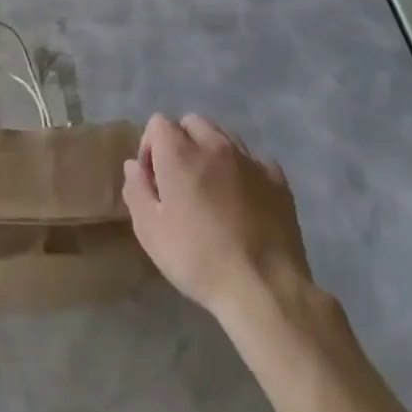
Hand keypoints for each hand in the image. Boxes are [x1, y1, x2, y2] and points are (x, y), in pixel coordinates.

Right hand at [122, 113, 318, 324]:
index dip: (150, 148)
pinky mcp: (277, 179)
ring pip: (224, 136)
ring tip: (213, 191)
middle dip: (181, 143)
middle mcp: (215, 145)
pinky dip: (243, 171)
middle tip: (181, 182)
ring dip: (212, 153)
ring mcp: (250, 159)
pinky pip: (253, 160)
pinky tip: (244, 202)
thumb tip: (134, 165)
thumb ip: (136, 190)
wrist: (264, 289)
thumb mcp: (150, 232)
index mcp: (180, 153)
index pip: (158, 123)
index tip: (154, 181)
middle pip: (192, 122)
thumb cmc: (198, 260)